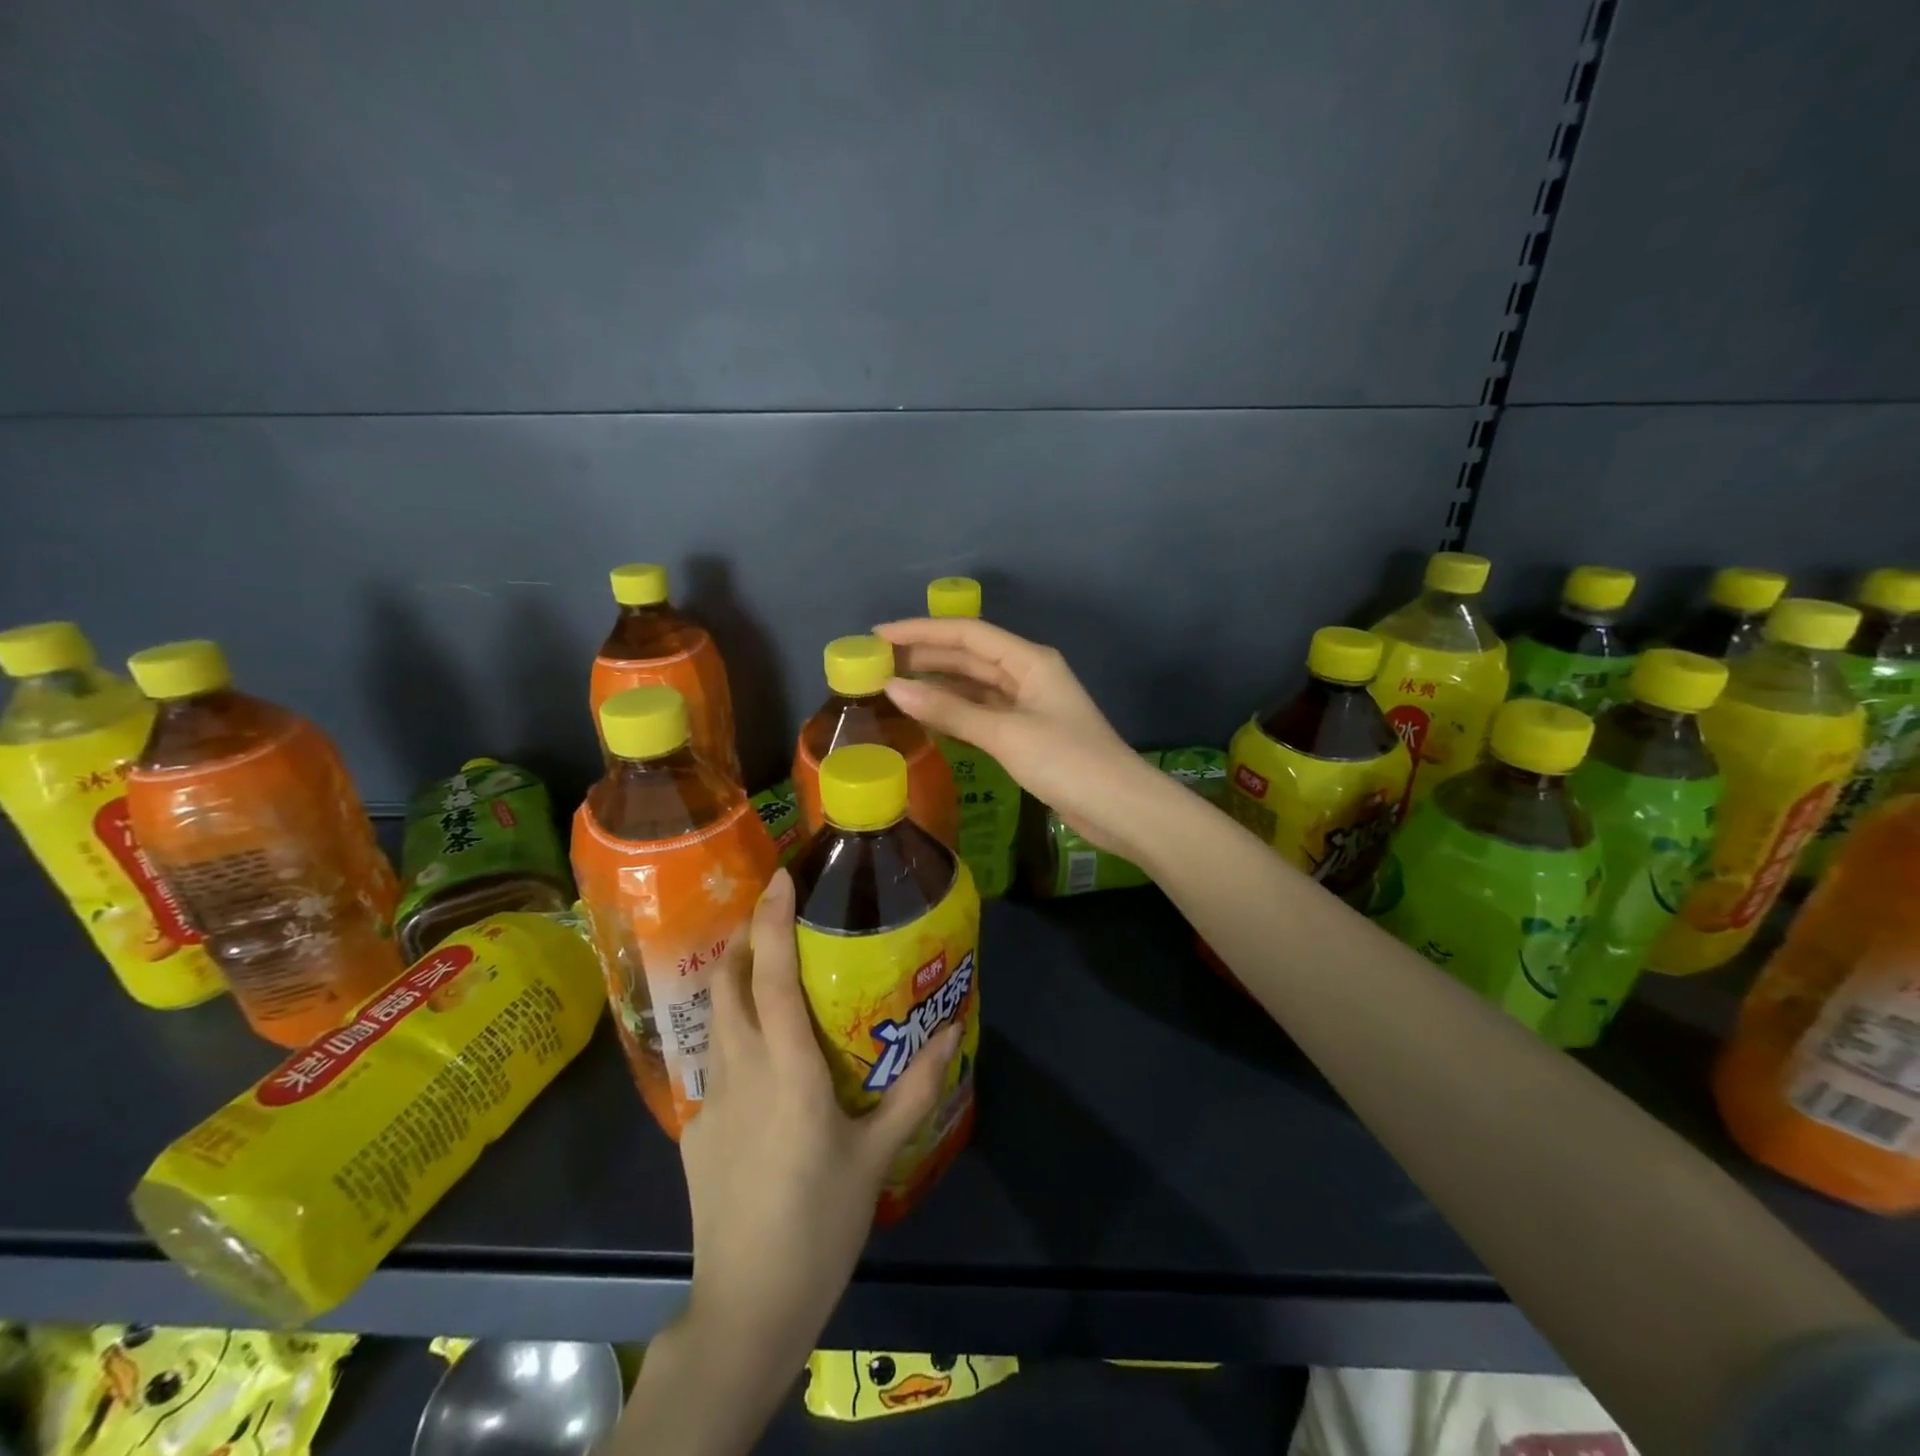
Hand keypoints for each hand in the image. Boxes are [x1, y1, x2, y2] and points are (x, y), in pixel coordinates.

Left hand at [678, 868, 959, 1360]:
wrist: (747, 1307)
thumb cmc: (820, 1224)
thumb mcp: (877, 1157)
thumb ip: (915, 1089)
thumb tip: (953, 1033)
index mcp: (786, 1070)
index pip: (771, 976)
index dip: (773, 922)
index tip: (781, 879)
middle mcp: (740, 1070)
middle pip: (727, 981)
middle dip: (745, 936)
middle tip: (775, 914)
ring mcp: (709, 1100)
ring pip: (715, 1018)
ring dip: (735, 980)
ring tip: (767, 969)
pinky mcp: (695, 1129)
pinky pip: (715, 1063)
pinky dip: (734, 1035)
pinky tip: (761, 1060)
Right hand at [876, 616, 1161, 857]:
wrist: (1120, 808)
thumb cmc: (1067, 761)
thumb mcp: (1005, 733)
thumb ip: (949, 710)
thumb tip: (893, 688)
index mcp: (1029, 660)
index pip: (966, 633)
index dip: (921, 631)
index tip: (878, 636)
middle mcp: (1027, 674)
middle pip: (968, 656)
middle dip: (924, 656)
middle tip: (876, 664)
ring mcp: (1028, 705)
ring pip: (973, 685)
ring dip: (936, 685)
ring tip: (891, 687)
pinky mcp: (1026, 734)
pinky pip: (981, 713)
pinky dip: (953, 712)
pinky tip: (926, 717)